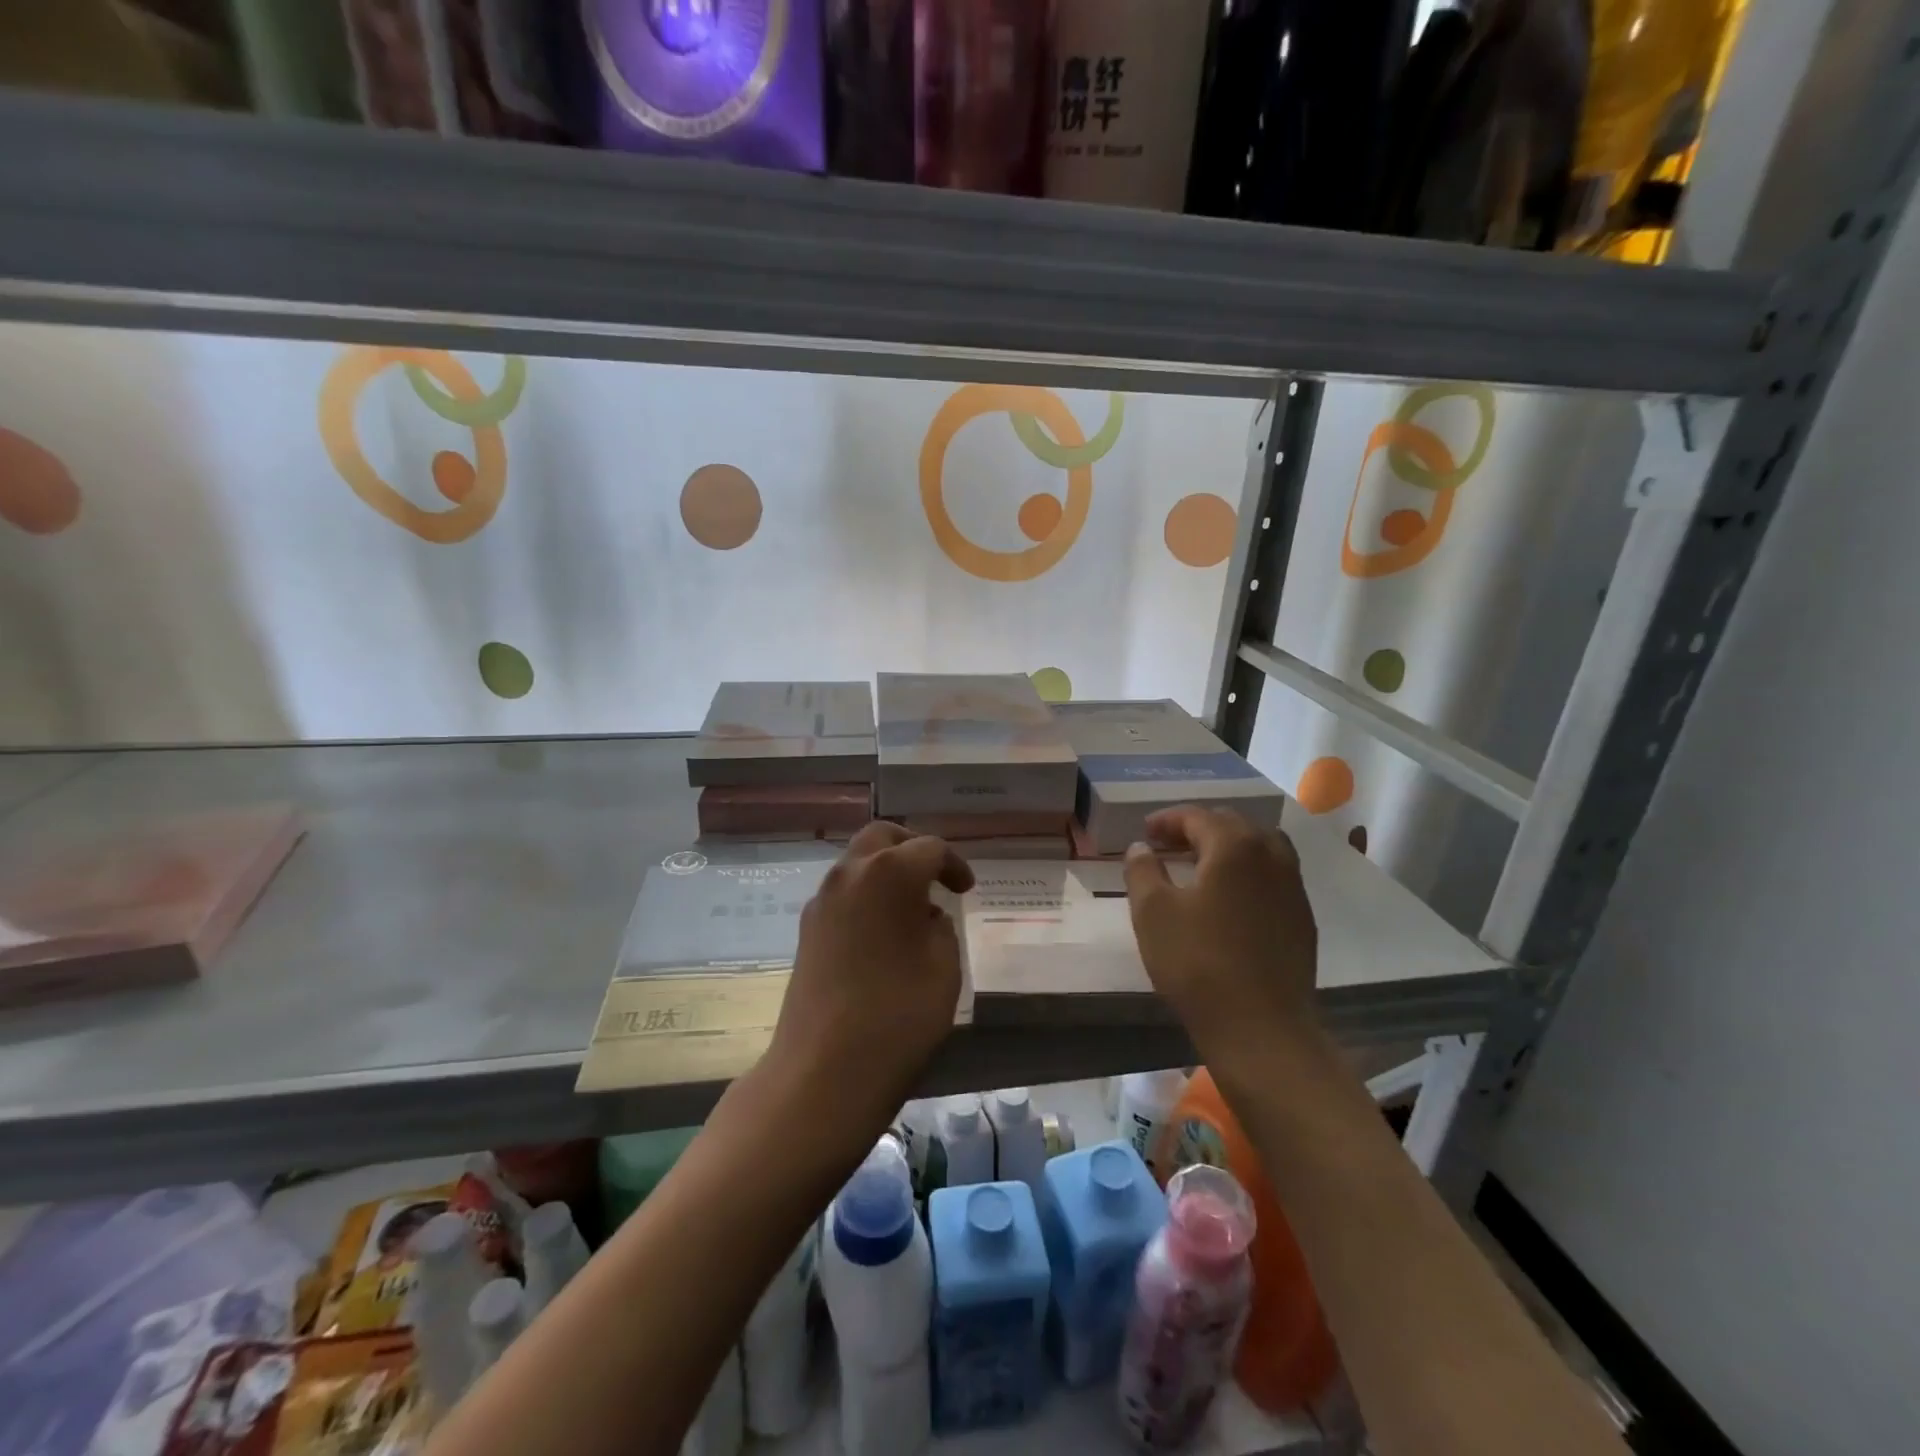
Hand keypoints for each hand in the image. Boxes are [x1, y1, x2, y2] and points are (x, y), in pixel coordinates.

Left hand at [766, 822, 974, 1133]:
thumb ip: (940, 928)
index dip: (954, 865)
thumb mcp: (944, 967)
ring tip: (911, 911)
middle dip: (912, 849)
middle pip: (882, 837)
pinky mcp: (806, 931)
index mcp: (889, 872)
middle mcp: (849, 874)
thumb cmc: (899, 1014)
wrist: (824, 1071)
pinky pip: (842, 895)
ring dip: (885, 873)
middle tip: (935, 878)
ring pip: (857, 864)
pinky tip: (882, 935)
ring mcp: (821, 901)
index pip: (929, 848)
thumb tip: (924, 917)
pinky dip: (865, 898)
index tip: (966, 890)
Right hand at [1123, 805, 1320, 1070]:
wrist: (1261, 1028)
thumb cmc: (1197, 963)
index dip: (1167, 820)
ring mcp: (1293, 886)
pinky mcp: (1302, 917)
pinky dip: (1248, 871)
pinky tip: (1229, 897)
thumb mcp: (1152, 912)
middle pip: (1232, 825)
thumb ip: (1142, 870)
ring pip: (1259, 847)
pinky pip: (1273, 875)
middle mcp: (1271, 855)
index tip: (1145, 832)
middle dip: (1197, 828)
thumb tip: (1142, 847)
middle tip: (1168, 844)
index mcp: (1234, 846)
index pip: (1198, 816)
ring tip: (1201, 864)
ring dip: (1227, 847)